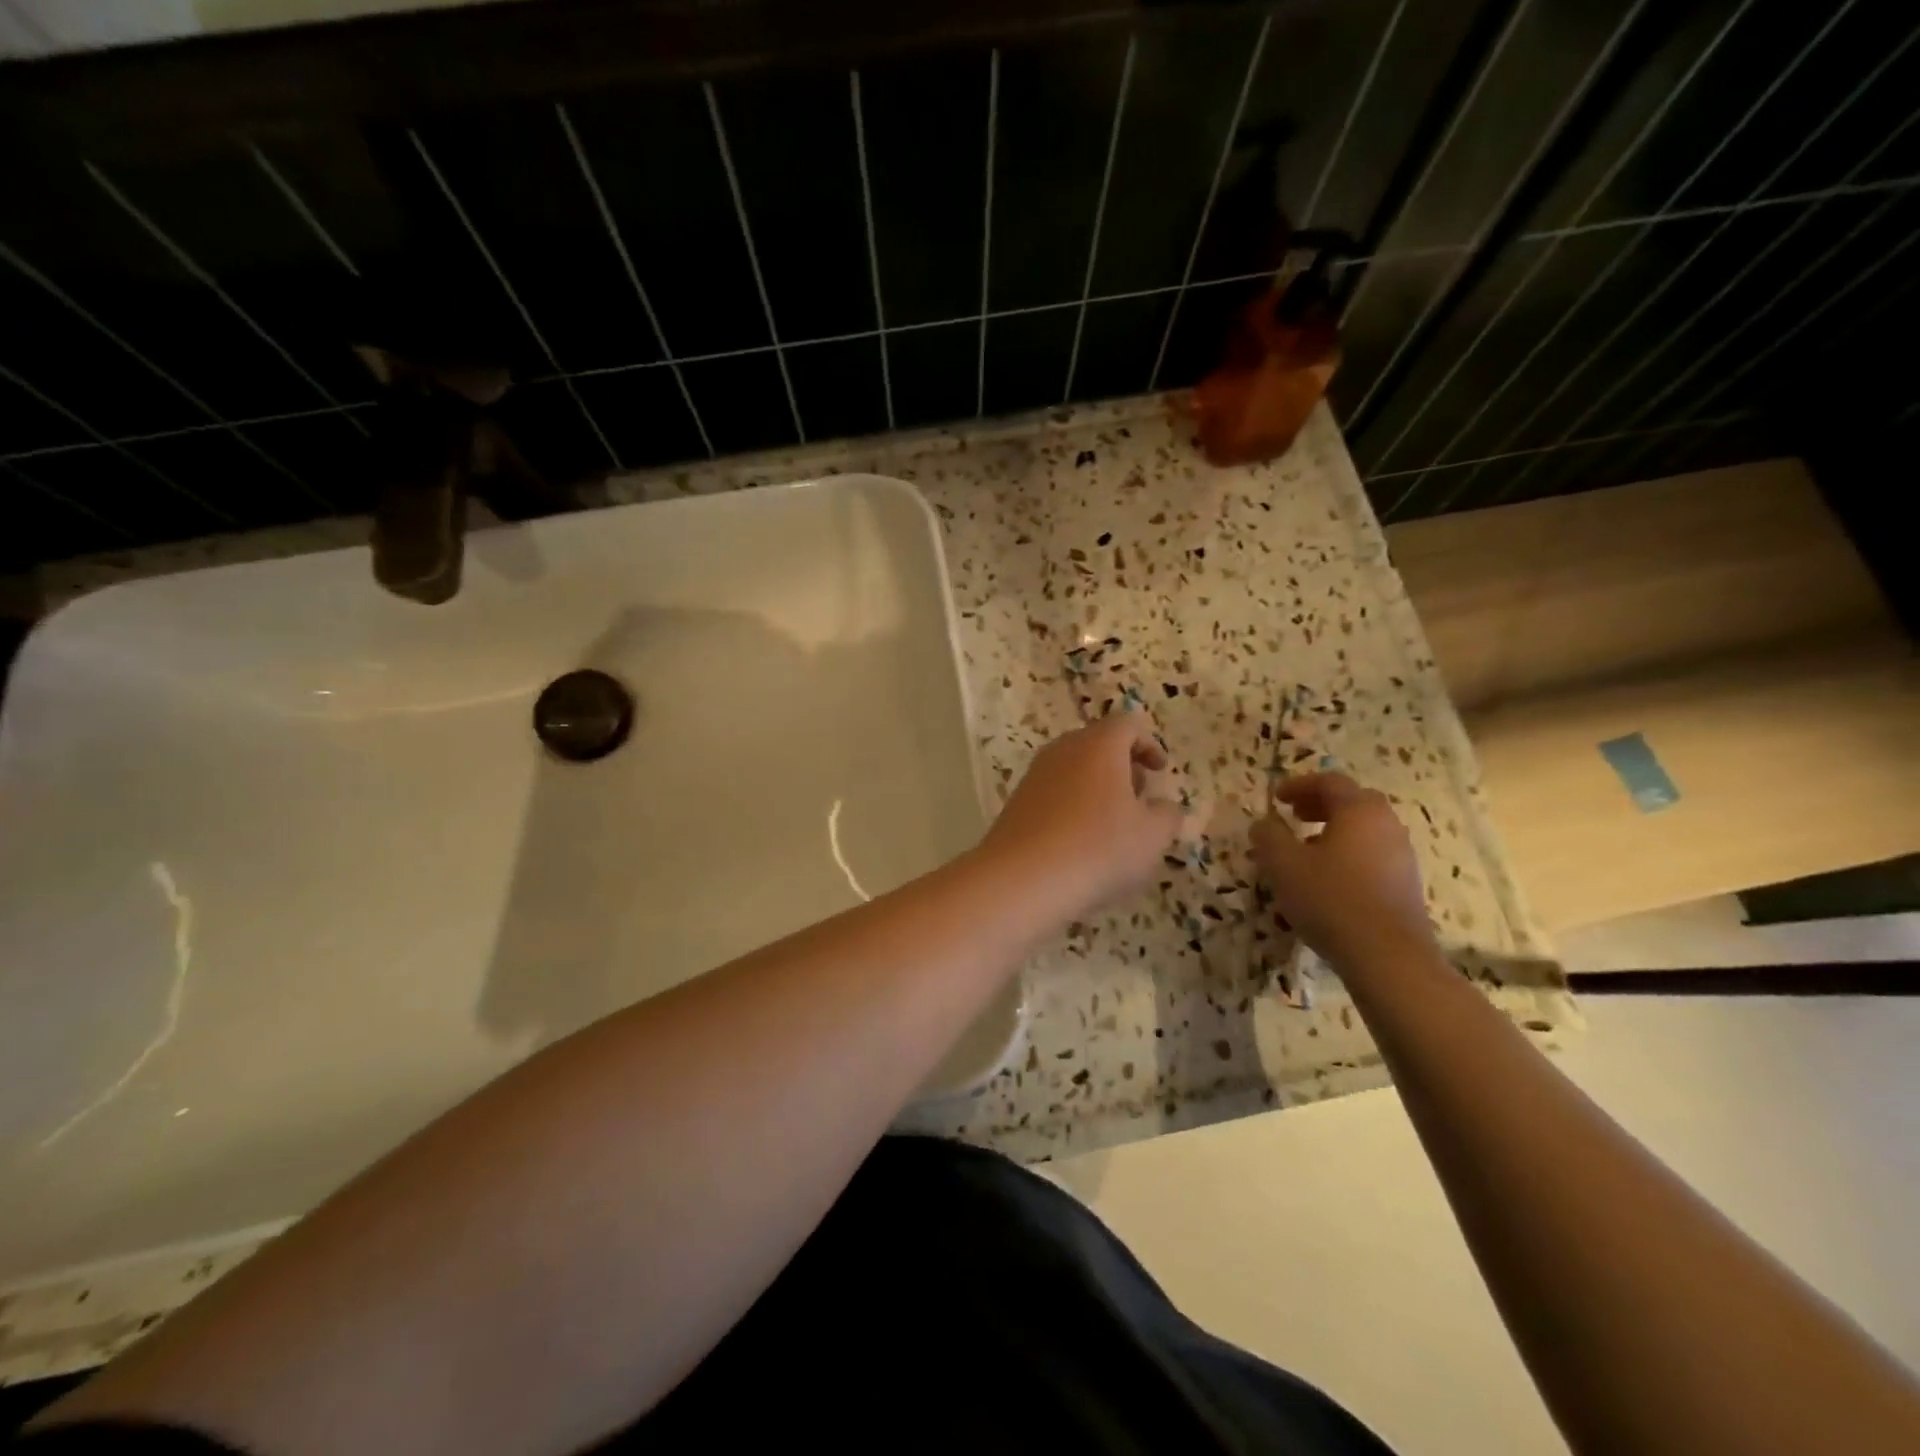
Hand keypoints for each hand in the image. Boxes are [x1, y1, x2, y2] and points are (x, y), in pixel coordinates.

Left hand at [978, 714, 1184, 921]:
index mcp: (1098, 745)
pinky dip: (1073, 807)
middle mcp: (1062, 751)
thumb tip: (1162, 806)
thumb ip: (1167, 814)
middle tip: (1139, 797)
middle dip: (1123, 766)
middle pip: (1097, 744)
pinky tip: (1080, 844)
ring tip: (1112, 827)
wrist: (1021, 880)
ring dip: (1097, 788)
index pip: (1126, 725)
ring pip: (1073, 769)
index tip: (1160, 772)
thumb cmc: (1098, 848)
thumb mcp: (1152, 836)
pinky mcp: (1016, 803)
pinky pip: (1054, 794)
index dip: (1149, 744)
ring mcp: (1034, 776)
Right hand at [1251, 772, 1435, 969]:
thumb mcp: (1283, 864)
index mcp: (1359, 811)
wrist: (1388, 957)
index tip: (1276, 799)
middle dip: (1320, 805)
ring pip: (1364, 831)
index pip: (1330, 781)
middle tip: (1294, 817)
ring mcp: (1402, 857)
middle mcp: (1387, 826)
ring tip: (1305, 853)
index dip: (1299, 785)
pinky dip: (1348, 856)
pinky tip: (1327, 882)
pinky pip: (1372, 856)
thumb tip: (1264, 823)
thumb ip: (1268, 836)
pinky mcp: (1405, 885)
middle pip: (1353, 802)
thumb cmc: (1331, 899)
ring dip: (1333, 832)